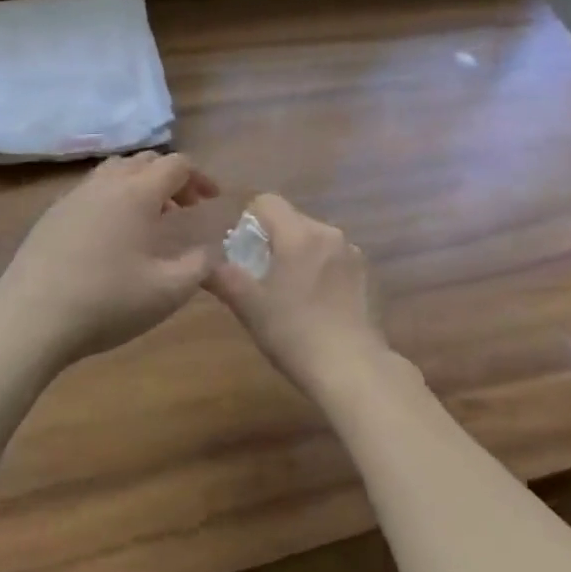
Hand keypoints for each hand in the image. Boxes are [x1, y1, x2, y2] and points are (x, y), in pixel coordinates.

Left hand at [0, 152, 219, 371]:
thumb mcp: (167, 293)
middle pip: (147, 161)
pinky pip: (93, 189)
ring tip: (151, 216)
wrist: (29, 319)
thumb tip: (211, 251)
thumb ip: (199, 267)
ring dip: (141, 184)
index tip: (211, 200)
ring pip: (116, 170)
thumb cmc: (106, 302)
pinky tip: (113, 233)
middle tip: (186, 208)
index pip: (177, 165)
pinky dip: (114, 196)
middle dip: (172, 178)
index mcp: (138, 193)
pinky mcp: (53, 213)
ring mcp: (75, 195)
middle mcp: (107, 183)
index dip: (200, 178)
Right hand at [206, 193, 389, 397]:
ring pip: (314, 238)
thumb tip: (204, 264)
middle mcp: (328, 233)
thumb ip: (224, 279)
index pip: (267, 201)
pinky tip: (317, 303)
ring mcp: (352, 252)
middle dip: (273, 239)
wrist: (354, 369)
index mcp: (299, 234)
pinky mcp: (366, 274)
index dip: (249, 219)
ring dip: (299, 254)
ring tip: (290, 292)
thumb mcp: (251, 308)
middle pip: (292, 219)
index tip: (242, 250)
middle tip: (260, 275)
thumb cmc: (295, 334)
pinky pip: (334, 257)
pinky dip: (320, 268)